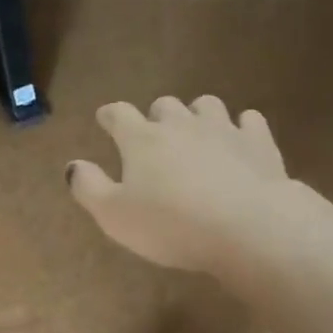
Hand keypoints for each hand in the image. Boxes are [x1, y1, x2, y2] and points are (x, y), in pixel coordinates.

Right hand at [68, 96, 296, 273]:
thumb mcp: (115, 216)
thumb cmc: (172, 225)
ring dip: (197, 116)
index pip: (119, 115)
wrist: (247, 226)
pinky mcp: (258, 142)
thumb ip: (89, 188)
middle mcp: (181, 124)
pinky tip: (240, 140)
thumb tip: (73, 165)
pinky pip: (248, 120)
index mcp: (142, 140)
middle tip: (154, 136)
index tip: (106, 119)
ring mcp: (223, 128)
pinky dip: (240, 127)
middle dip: (156, 117)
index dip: (110, 115)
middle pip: (164, 105)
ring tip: (196, 134)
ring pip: (206, 105)